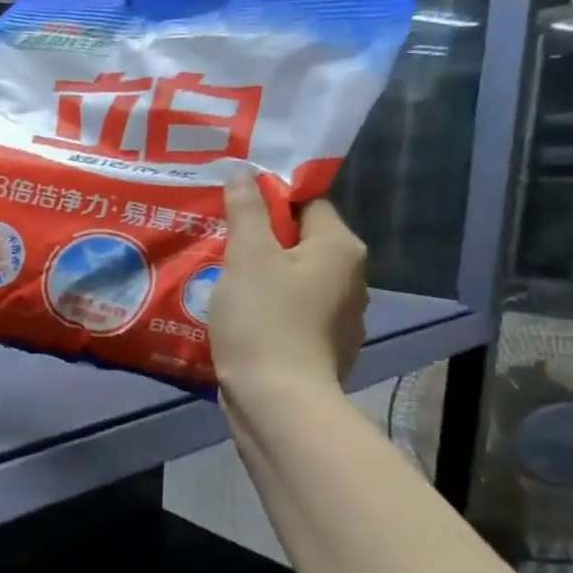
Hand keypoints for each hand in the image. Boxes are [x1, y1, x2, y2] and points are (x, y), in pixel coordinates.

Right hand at [208, 173, 368, 397]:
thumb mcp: (247, 256)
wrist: (278, 401)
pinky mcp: (324, 349)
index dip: (269, 201)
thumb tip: (243, 171)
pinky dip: (270, 311)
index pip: (308, 204)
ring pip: (295, 281)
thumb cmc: (264, 319)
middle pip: (301, 243)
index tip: (232, 210)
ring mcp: (341, 318)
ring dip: (264, 278)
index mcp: (340, 248)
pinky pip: (293, 314)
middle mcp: (352, 279)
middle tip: (219, 244)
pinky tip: (239, 319)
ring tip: (222, 282)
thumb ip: (245, 211)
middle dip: (262, 242)